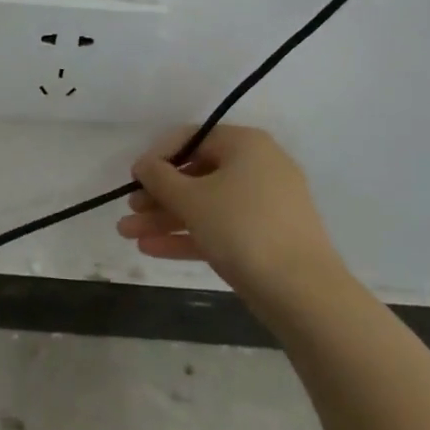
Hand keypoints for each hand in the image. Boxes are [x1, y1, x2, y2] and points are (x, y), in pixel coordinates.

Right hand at [116, 126, 347, 310]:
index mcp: (246, 145)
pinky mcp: (265, 238)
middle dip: (158, 195)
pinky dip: (188, 236)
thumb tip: (144, 164)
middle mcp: (258, 167)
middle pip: (197, 174)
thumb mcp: (192, 199)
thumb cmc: (242, 228)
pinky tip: (151, 249)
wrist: (302, 291)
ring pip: (206, 205)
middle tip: (129, 211)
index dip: (158, 156)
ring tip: (128, 234)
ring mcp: (264, 205)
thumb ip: (160, 178)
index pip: (192, 138)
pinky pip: (220, 228)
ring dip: (166, 218)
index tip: (133, 178)